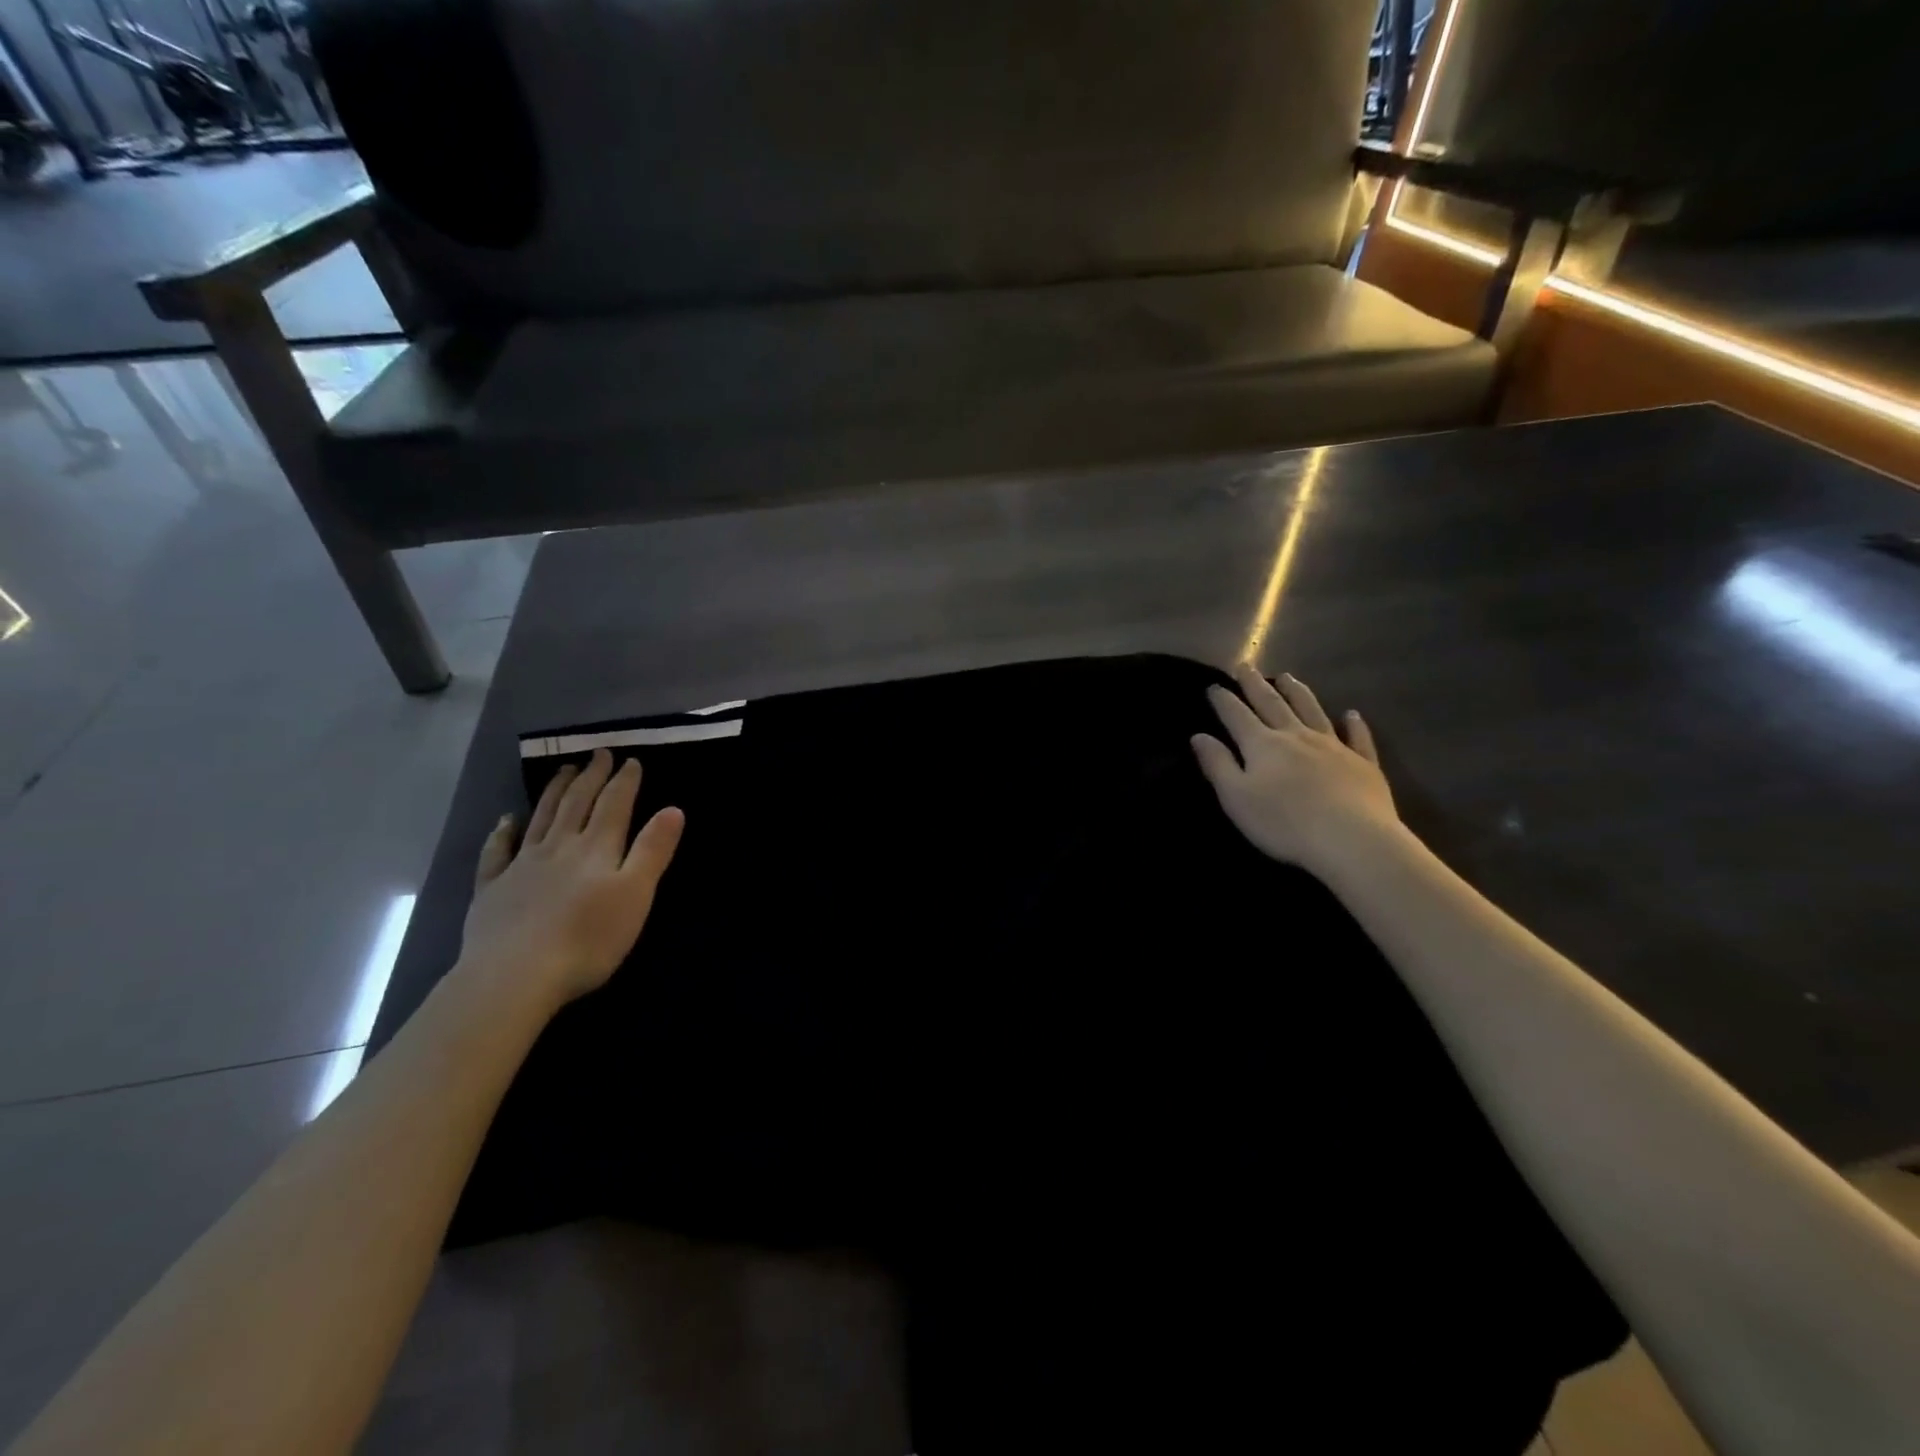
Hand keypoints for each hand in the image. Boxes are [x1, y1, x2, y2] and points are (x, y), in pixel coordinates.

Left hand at [459, 748, 685, 1008]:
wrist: (514, 975)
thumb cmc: (588, 938)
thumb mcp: (636, 894)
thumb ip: (653, 850)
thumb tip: (673, 809)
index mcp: (597, 848)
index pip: (614, 805)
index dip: (625, 781)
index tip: (632, 760)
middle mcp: (559, 846)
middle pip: (577, 803)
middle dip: (592, 777)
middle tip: (599, 754)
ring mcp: (522, 866)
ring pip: (542, 818)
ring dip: (555, 792)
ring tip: (564, 770)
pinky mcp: (492, 889)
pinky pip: (497, 852)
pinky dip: (503, 832)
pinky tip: (506, 820)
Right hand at [1193, 665, 1401, 877]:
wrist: (1352, 839)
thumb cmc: (1284, 822)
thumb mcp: (1236, 797)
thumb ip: (1217, 764)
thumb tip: (1198, 736)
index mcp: (1262, 745)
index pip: (1236, 715)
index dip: (1223, 700)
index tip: (1213, 686)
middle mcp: (1296, 736)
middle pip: (1272, 704)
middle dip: (1256, 685)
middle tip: (1246, 666)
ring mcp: (1333, 746)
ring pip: (1312, 711)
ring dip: (1298, 693)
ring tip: (1288, 677)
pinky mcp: (1363, 763)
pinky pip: (1357, 737)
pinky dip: (1353, 724)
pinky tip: (1351, 714)